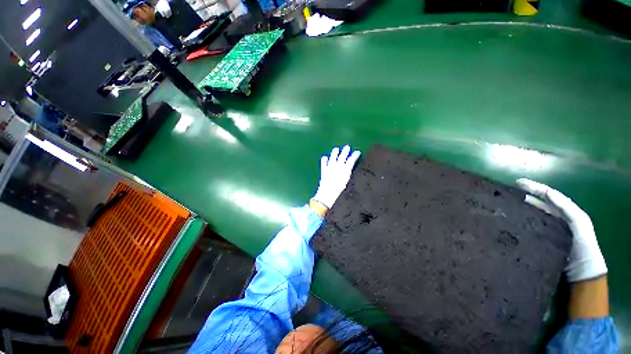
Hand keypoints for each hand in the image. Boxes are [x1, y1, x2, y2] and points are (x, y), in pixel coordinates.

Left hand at [313, 145, 360, 208]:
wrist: (327, 197)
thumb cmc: (340, 194)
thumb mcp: (349, 186)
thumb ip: (350, 177)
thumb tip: (352, 172)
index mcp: (346, 171)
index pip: (351, 160)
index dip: (355, 155)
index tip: (358, 152)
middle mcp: (338, 167)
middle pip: (342, 156)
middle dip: (345, 151)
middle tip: (347, 147)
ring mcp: (330, 168)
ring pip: (333, 157)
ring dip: (335, 152)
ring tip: (336, 149)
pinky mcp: (323, 171)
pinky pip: (323, 163)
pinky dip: (324, 159)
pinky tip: (325, 157)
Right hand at [516, 179, 606, 282]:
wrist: (581, 273)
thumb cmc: (583, 246)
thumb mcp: (580, 224)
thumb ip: (567, 208)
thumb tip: (547, 192)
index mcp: (564, 212)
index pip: (548, 195)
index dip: (534, 188)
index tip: (517, 183)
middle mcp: (554, 218)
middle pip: (537, 203)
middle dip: (524, 195)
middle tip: (507, 192)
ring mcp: (545, 229)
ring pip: (531, 214)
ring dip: (520, 208)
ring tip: (505, 204)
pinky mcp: (537, 240)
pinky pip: (526, 227)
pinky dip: (518, 221)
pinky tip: (509, 220)